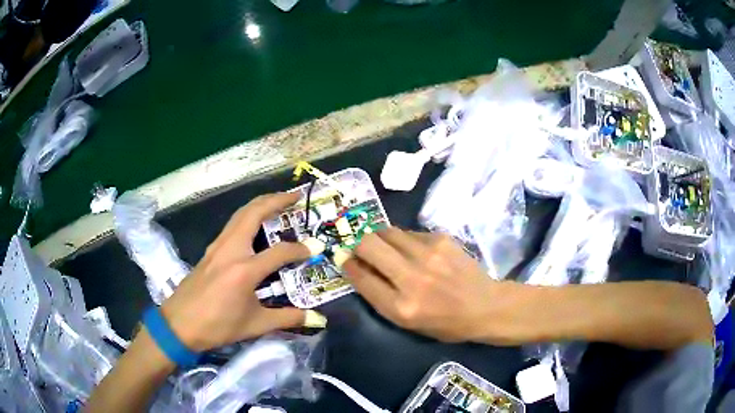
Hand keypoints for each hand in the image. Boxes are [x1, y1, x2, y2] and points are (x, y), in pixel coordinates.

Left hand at [161, 192, 311, 351]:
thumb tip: (318, 320)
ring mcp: (217, 247)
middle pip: (253, 213)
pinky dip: (247, 216)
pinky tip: (253, 225)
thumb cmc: (217, 326)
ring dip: (259, 204)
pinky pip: (231, 224)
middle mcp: (231, 250)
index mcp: (244, 270)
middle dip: (275, 200)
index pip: (280, 252)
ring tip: (277, 202)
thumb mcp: (255, 325)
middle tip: (295, 196)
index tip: (316, 248)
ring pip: (240, 214)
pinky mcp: (210, 251)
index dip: (301, 250)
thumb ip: (288, 318)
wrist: (179, 324)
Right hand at [344, 228, 519, 342]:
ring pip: (387, 232)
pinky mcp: (441, 239)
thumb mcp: (408, 323)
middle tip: (363, 250)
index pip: (361, 277)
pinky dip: (403, 240)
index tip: (346, 261)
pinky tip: (414, 251)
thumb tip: (358, 267)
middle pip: (368, 245)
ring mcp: (428, 255)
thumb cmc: (445, 323)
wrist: (485, 306)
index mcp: (401, 307)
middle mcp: (412, 278)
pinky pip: (409, 232)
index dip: (349, 266)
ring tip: (387, 248)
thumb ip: (381, 296)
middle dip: (358, 245)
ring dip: (380, 239)